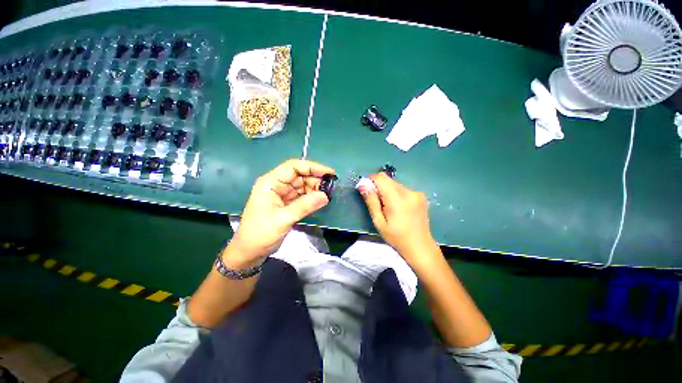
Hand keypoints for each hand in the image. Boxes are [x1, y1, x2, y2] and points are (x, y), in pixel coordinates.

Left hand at [225, 159, 334, 267]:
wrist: (250, 252)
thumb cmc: (260, 233)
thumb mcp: (283, 218)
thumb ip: (305, 206)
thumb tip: (325, 195)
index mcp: (271, 183)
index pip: (293, 167)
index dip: (312, 167)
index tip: (329, 173)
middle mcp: (277, 185)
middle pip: (299, 176)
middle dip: (315, 179)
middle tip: (331, 187)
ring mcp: (282, 194)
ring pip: (302, 186)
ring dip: (315, 189)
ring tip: (328, 195)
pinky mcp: (286, 204)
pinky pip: (302, 196)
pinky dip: (311, 198)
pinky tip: (320, 201)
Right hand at [359, 173, 439, 267]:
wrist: (420, 246)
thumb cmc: (396, 237)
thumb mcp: (379, 222)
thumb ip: (371, 201)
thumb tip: (363, 185)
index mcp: (397, 199)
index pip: (381, 178)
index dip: (371, 180)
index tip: (366, 190)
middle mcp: (409, 192)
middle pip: (388, 180)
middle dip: (379, 187)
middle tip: (377, 203)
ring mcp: (417, 193)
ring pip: (395, 183)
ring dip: (388, 190)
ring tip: (389, 207)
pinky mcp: (421, 195)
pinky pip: (403, 188)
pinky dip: (396, 193)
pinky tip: (399, 207)